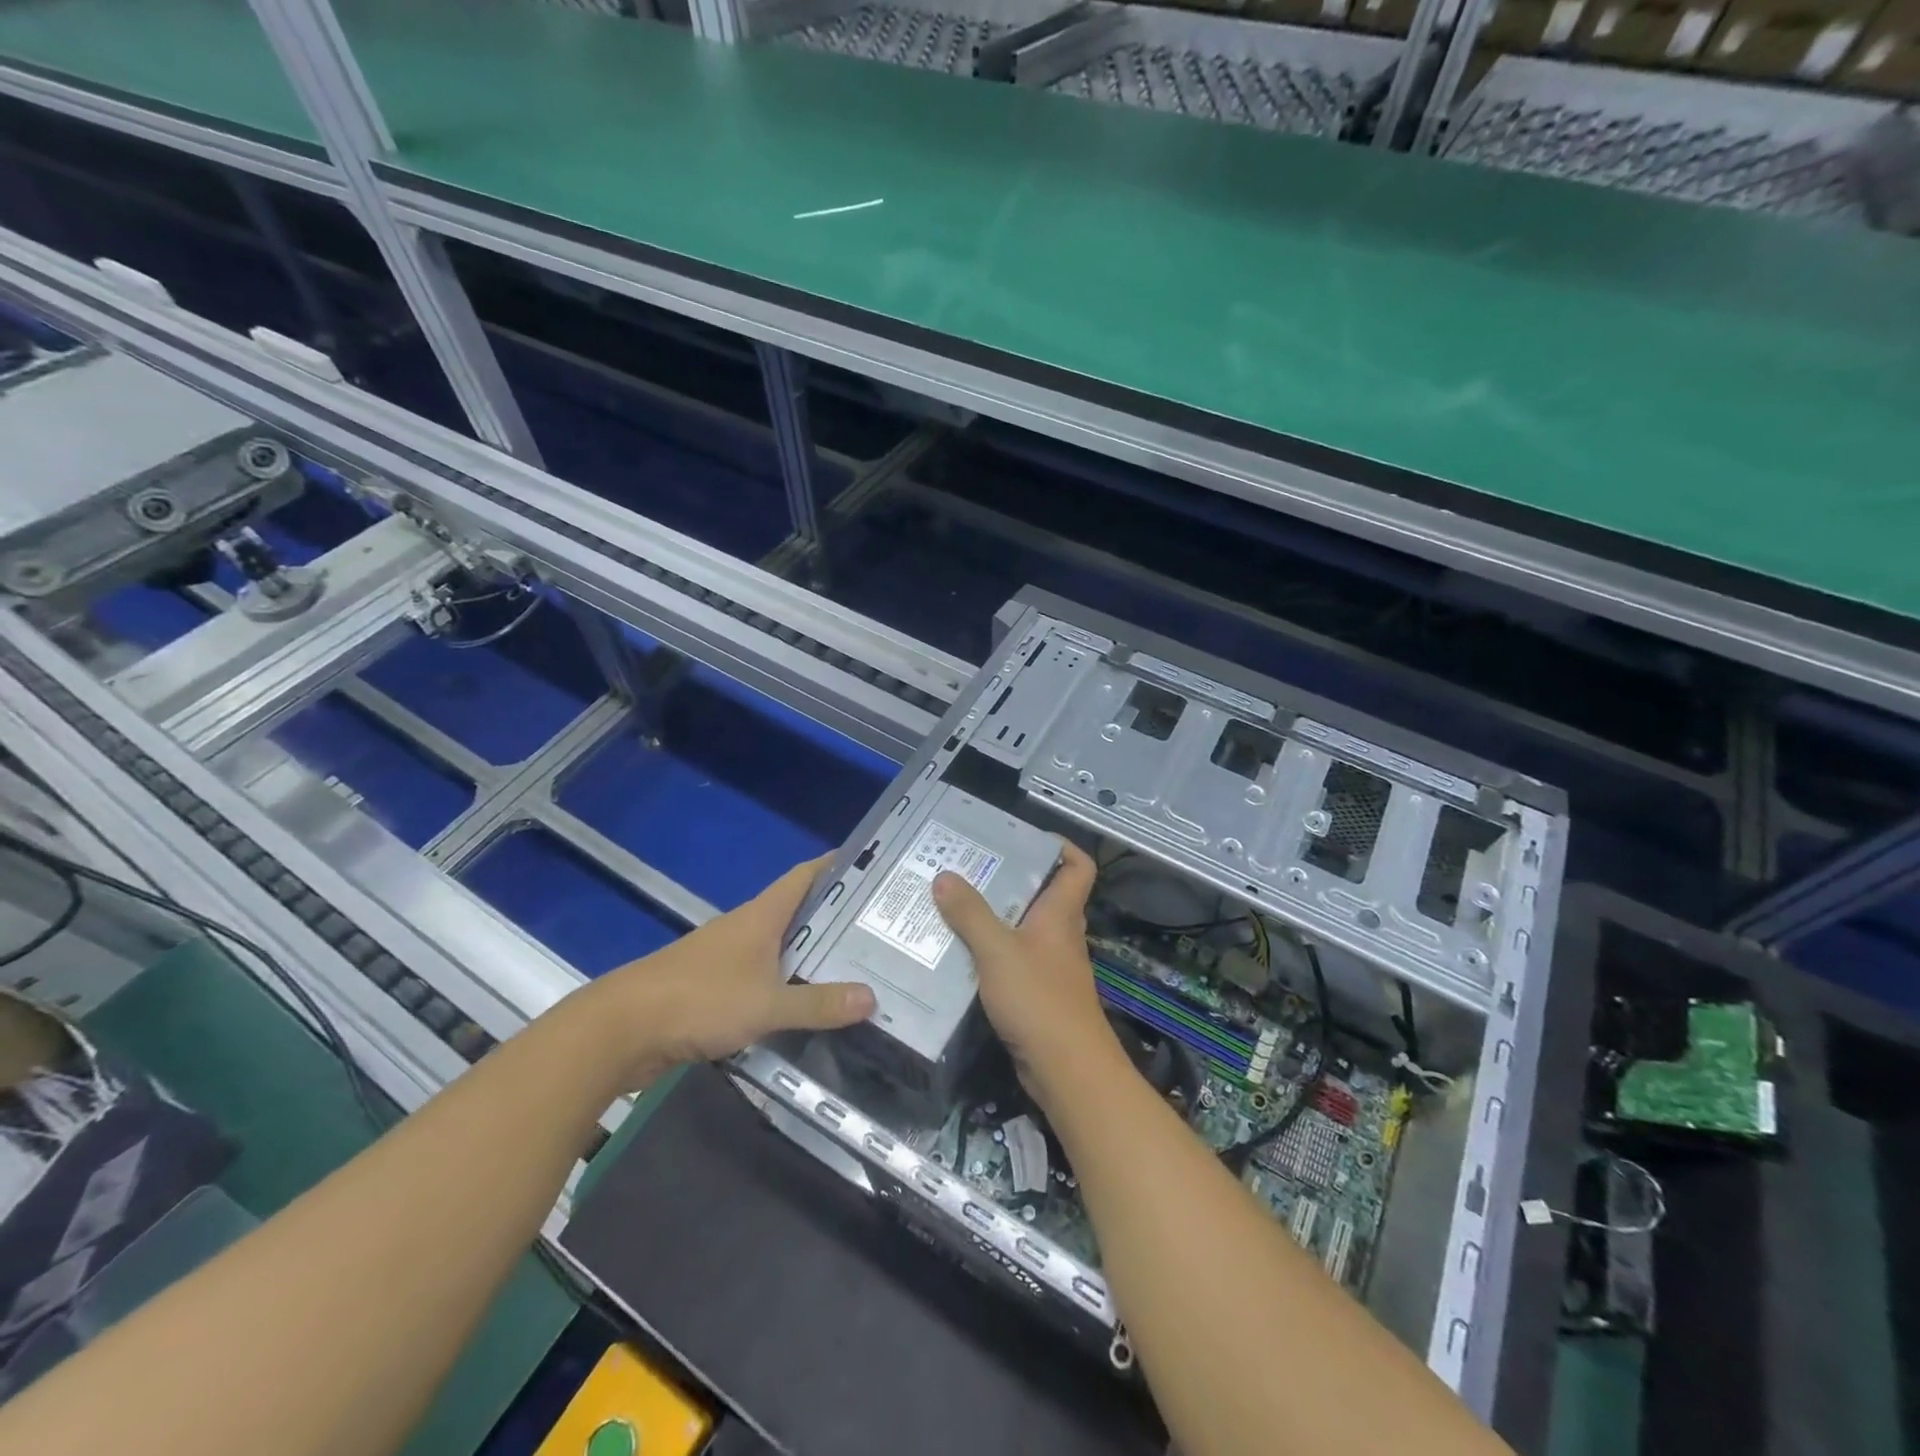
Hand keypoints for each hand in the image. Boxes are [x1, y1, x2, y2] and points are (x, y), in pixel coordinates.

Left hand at [580, 856, 875, 1086]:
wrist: (621, 1030)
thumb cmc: (698, 1000)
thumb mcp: (766, 1004)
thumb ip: (817, 1004)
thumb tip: (871, 998)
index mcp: (760, 916)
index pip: (804, 877)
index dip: (835, 866)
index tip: (870, 865)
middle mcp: (745, 929)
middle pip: (797, 911)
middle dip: (834, 916)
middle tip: (877, 927)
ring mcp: (726, 958)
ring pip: (779, 947)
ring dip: (810, 953)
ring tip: (852, 966)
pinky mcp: (712, 988)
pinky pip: (762, 978)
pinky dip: (786, 984)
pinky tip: (804, 1005)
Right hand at [932, 842, 1116, 1104]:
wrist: (1066, 1069)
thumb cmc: (1039, 999)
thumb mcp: (998, 950)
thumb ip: (970, 914)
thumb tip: (944, 876)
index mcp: (1060, 914)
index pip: (1078, 867)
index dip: (1062, 847)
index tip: (1026, 838)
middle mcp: (1060, 935)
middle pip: (1043, 896)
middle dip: (1011, 880)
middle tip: (970, 869)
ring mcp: (1051, 967)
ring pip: (1024, 930)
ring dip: (995, 919)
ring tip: (954, 906)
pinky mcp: (1038, 995)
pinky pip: (1013, 962)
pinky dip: (990, 954)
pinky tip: (958, 955)